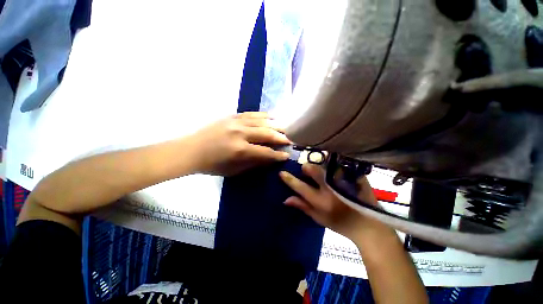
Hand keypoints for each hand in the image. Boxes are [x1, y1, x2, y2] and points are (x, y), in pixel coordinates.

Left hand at [188, 112, 290, 175]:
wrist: (191, 150)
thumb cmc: (212, 165)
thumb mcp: (235, 170)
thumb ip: (254, 163)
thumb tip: (270, 158)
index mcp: (240, 150)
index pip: (266, 152)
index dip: (278, 155)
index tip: (287, 155)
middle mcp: (240, 133)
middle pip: (267, 133)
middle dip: (281, 137)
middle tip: (290, 140)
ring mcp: (236, 122)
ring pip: (262, 121)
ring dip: (275, 125)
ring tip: (285, 128)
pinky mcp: (232, 116)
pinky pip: (252, 114)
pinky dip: (263, 115)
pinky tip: (271, 117)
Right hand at [280, 163, 382, 239]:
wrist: (369, 225)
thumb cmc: (340, 223)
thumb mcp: (319, 218)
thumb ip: (302, 207)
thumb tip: (286, 199)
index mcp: (321, 201)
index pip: (300, 186)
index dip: (289, 179)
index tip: (282, 172)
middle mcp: (330, 188)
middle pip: (313, 169)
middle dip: (306, 168)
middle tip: (306, 171)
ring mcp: (343, 180)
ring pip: (325, 165)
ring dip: (319, 166)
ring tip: (321, 170)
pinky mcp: (353, 175)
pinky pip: (338, 165)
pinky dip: (332, 165)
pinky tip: (334, 170)